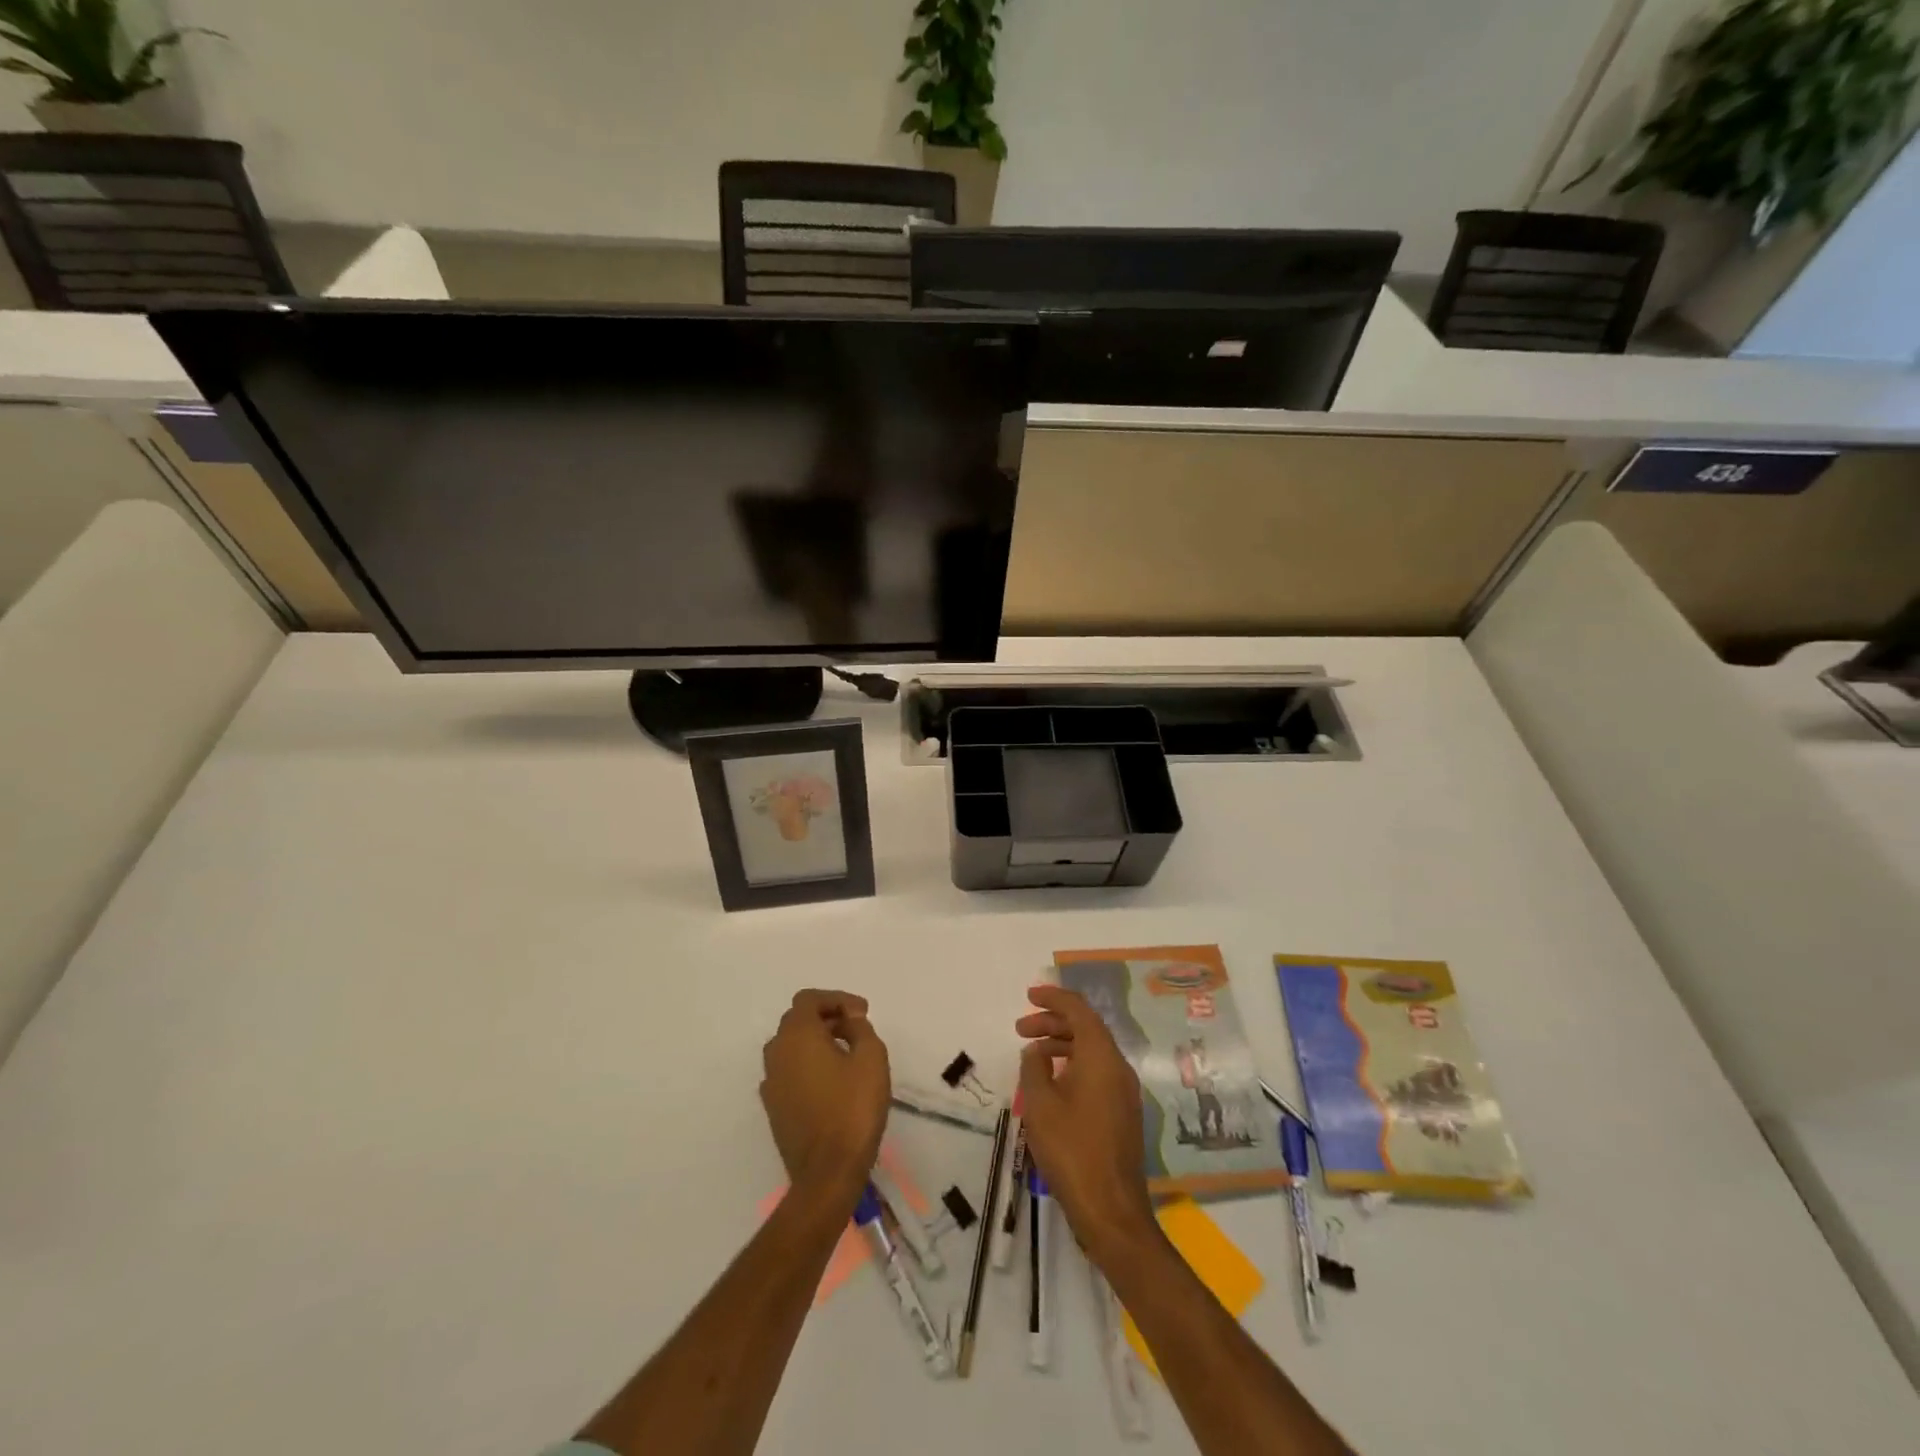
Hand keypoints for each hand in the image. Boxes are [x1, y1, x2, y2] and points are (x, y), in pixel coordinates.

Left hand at [761, 989, 889, 1206]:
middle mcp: (776, 1053)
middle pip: (797, 1020)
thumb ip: (860, 1028)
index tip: (862, 1013)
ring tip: (847, 1052)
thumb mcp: (871, 1058)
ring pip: (791, 1046)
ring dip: (816, 1040)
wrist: (827, 1173)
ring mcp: (771, 1082)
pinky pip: (789, 1071)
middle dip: (827, 1017)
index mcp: (796, 1036)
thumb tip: (849, 1020)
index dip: (837, 999)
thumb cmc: (853, 1109)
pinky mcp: (773, 1107)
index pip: (809, 1000)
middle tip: (856, 1027)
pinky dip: (808, 1064)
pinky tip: (832, 1080)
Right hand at [1015, 985, 1158, 1263]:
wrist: (1111, 1210)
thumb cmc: (1072, 1150)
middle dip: (1053, 1022)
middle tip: (1021, 1028)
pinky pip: (1097, 1073)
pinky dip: (1073, 1066)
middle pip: (1086, 1029)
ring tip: (1031, 1057)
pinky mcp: (1123, 1113)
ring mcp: (1124, 1091)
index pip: (1079, 1010)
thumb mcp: (1041, 1104)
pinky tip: (1052, 1084)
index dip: (1054, 998)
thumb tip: (1036, 1052)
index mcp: (1101, 1057)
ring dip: (1061, 1045)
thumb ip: (1034, 1068)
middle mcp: (1118, 1067)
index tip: (1029, 995)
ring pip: (1092, 1052)